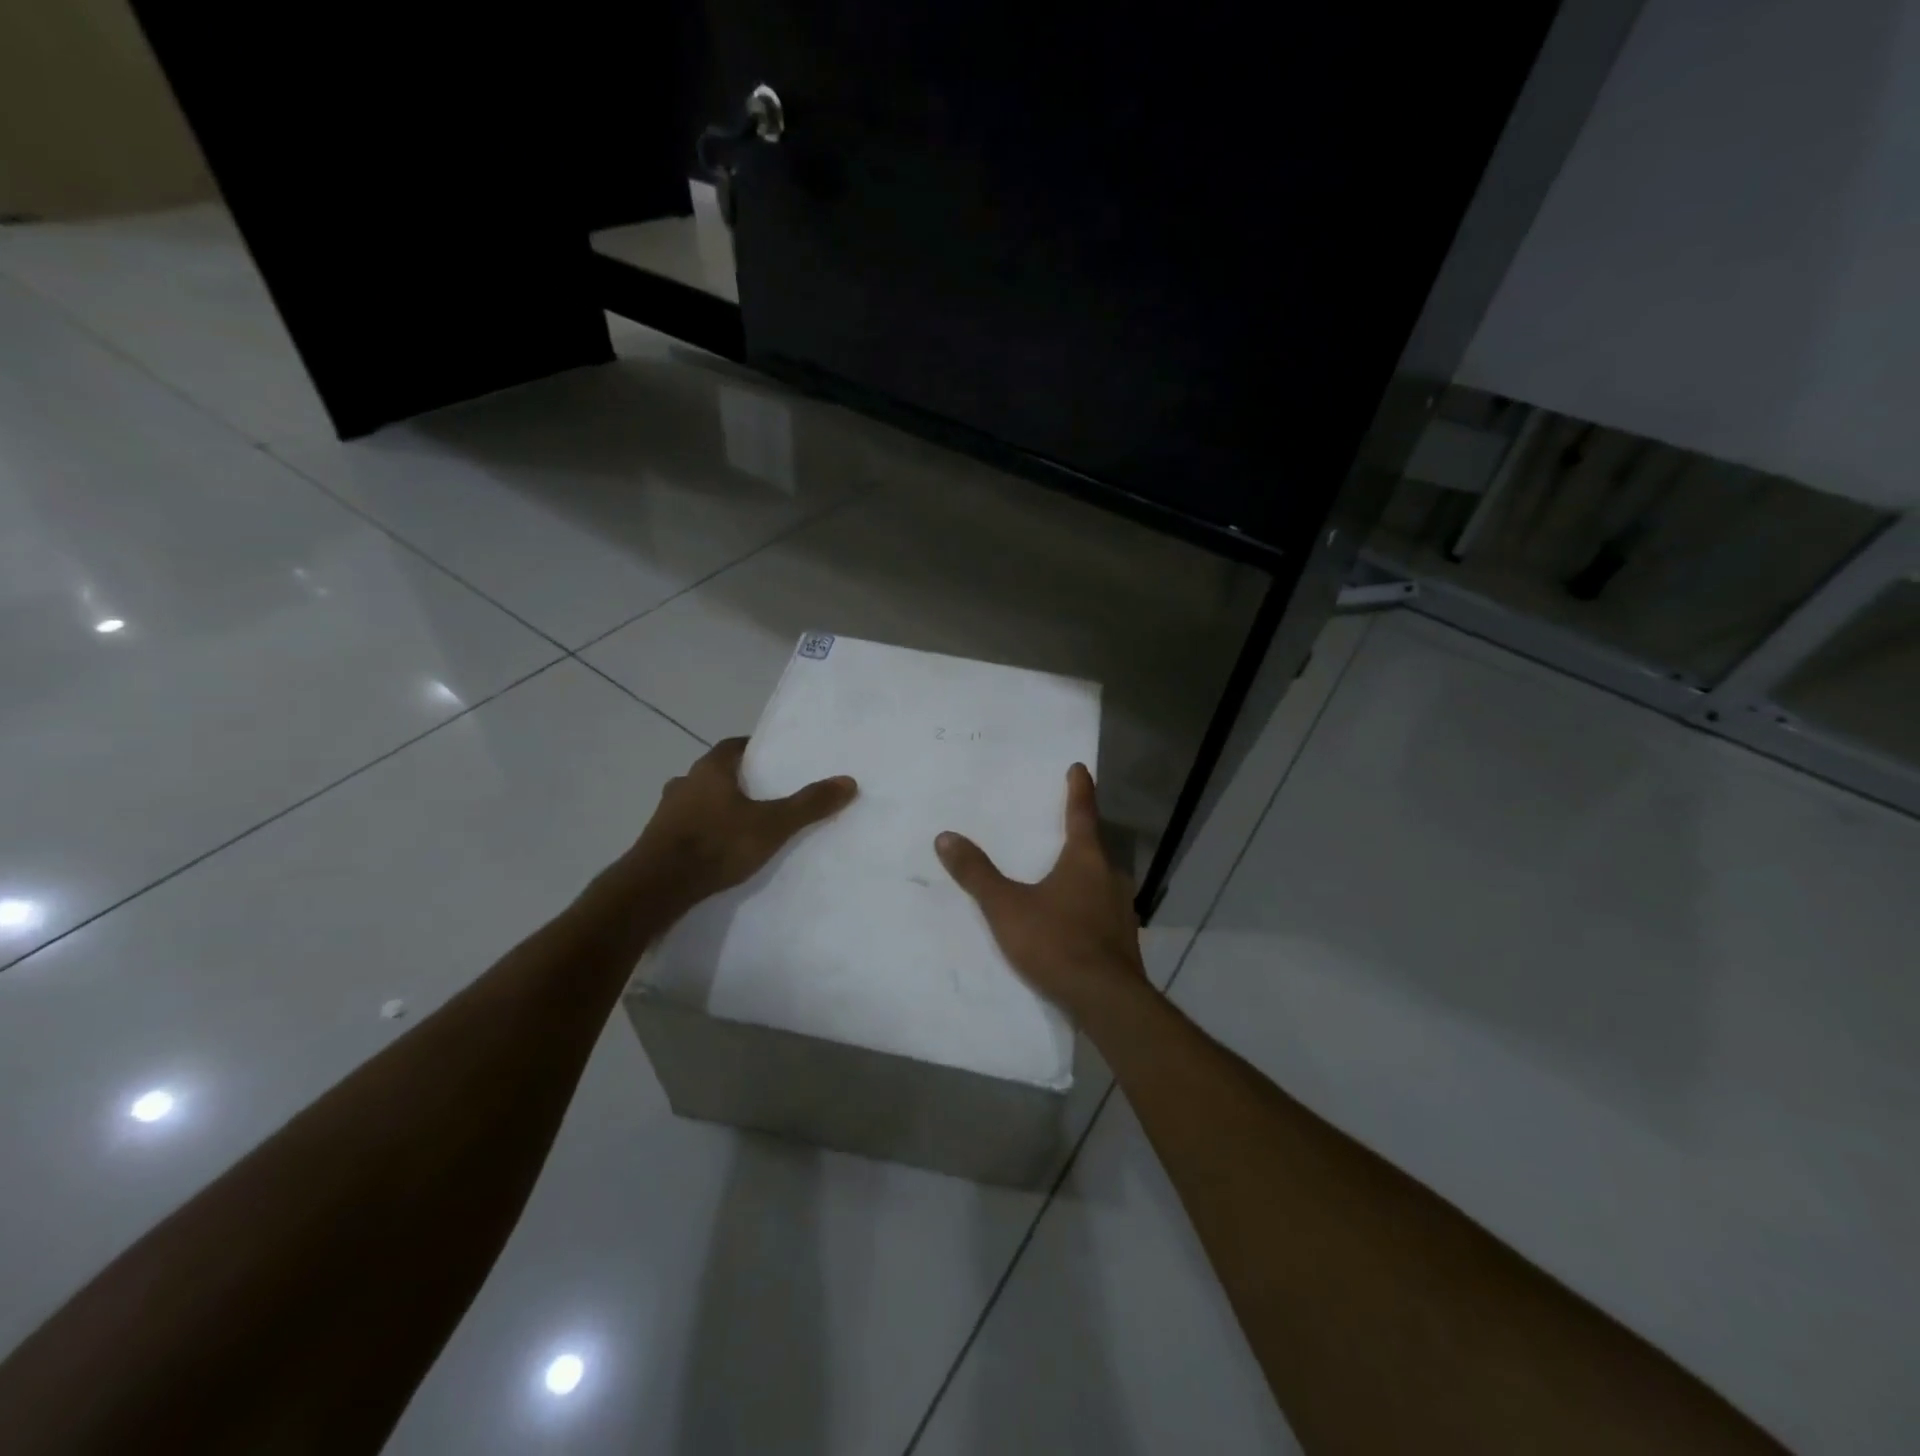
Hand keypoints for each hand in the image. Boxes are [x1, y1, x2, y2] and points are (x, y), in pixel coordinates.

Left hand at [635, 738, 857, 908]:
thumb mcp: (773, 825)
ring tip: (742, 824)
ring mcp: (666, 812)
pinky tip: (717, 849)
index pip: (733, 746)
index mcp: (711, 770)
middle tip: (763, 793)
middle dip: (737, 780)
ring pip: (697, 799)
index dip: (753, 749)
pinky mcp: (656, 840)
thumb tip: (849, 781)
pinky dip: (702, 830)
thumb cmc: (717, 844)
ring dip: (716, 806)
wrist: (656, 887)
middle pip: (715, 772)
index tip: (772, 758)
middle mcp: (685, 783)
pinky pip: (685, 826)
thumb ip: (809, 804)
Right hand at [935, 762, 1147, 1022]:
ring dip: (1084, 873)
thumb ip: (977, 873)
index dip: (1079, 789)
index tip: (1080, 768)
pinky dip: (1087, 904)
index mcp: (1086, 859)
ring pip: (1100, 880)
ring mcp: (1122, 909)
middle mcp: (1110, 876)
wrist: (1106, 1000)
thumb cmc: (1056, 942)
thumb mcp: (1006, 907)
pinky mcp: (1124, 938)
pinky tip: (1073, 920)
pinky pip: (1102, 908)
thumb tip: (946, 837)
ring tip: (1062, 876)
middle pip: (1094, 847)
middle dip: (1079, 836)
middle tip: (1062, 826)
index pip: (1082, 812)